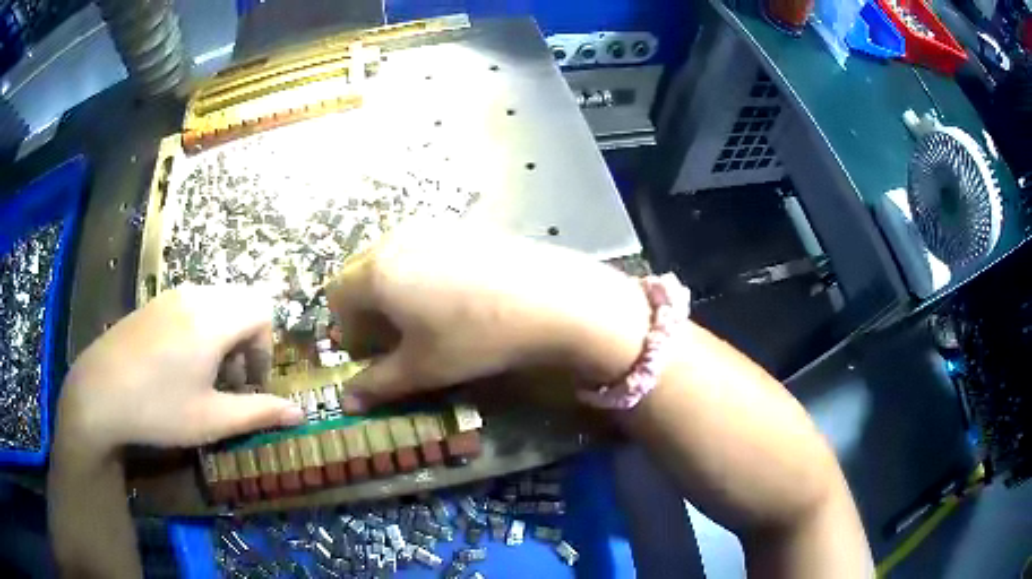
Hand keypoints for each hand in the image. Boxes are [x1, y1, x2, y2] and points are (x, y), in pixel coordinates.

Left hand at [57, 286, 303, 453]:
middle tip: (230, 380)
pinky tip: (178, 363)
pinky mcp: (154, 303)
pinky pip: (192, 304)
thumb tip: (300, 413)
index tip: (251, 382)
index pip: (262, 311)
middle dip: (247, 340)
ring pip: (217, 302)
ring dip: (224, 334)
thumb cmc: (158, 410)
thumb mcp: (211, 420)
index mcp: (213, 320)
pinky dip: (201, 327)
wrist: (98, 393)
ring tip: (204, 373)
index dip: (266, 347)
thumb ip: (259, 412)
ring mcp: (171, 296)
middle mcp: (195, 296)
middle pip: (241, 302)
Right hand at [328, 225, 651, 410]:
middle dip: (365, 309)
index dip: (346, 329)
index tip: (372, 354)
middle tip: (395, 339)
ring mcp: (429, 227)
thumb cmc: (475, 337)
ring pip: (389, 260)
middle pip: (359, 274)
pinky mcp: (460, 226)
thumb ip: (378, 384)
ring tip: (424, 319)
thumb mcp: (423, 368)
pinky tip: (452, 297)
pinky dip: (418, 274)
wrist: (549, 297)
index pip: (335, 296)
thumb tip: (348, 401)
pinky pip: (420, 249)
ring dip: (391, 291)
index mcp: (375, 272)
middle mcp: (394, 240)